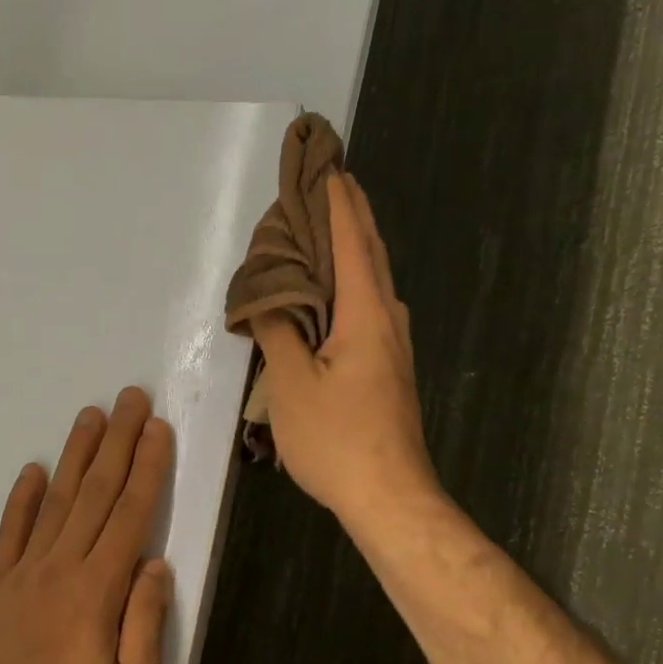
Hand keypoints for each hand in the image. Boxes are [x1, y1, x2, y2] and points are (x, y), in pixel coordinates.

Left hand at [0, 387, 173, 663]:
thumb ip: (145, 626)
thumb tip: (155, 564)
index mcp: (97, 592)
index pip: (129, 515)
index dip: (146, 468)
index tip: (156, 429)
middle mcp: (60, 569)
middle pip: (94, 494)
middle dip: (117, 443)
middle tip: (129, 398)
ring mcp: (23, 575)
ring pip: (55, 502)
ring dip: (75, 456)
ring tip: (90, 417)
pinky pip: (10, 533)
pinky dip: (21, 499)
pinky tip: (33, 470)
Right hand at [251, 174, 435, 528]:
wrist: (390, 496)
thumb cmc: (337, 439)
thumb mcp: (290, 385)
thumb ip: (277, 333)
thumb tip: (268, 299)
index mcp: (365, 315)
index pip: (351, 243)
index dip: (338, 204)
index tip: (328, 167)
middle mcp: (388, 320)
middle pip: (371, 255)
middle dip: (352, 216)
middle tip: (331, 185)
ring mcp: (394, 346)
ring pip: (374, 282)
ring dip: (354, 249)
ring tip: (329, 230)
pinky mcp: (390, 368)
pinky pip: (370, 307)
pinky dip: (352, 283)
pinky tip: (335, 293)